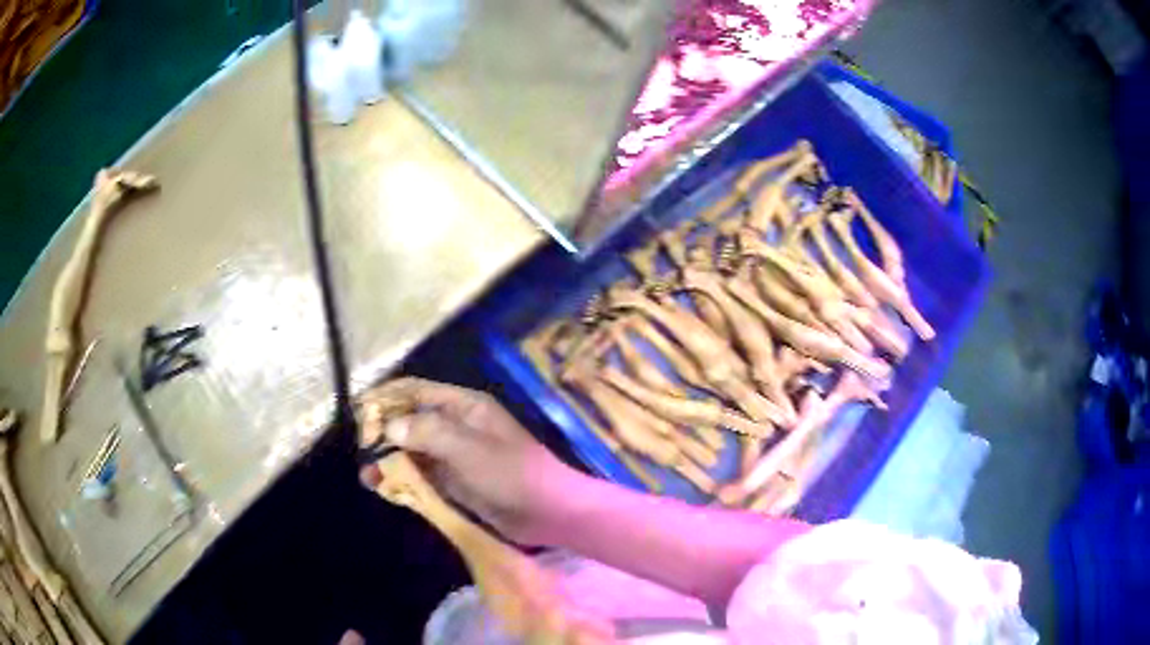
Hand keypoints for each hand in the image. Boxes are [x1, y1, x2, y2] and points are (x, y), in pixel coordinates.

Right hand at [359, 378, 582, 544]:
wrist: (548, 512)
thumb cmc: (511, 473)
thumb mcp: (468, 449)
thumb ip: (428, 432)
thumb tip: (390, 425)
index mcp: (464, 407)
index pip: (416, 390)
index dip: (386, 397)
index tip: (359, 411)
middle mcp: (456, 426)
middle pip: (411, 420)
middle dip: (384, 433)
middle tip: (360, 450)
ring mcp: (456, 455)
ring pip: (414, 450)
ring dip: (390, 460)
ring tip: (367, 476)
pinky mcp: (457, 482)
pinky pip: (424, 475)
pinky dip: (404, 479)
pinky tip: (386, 488)